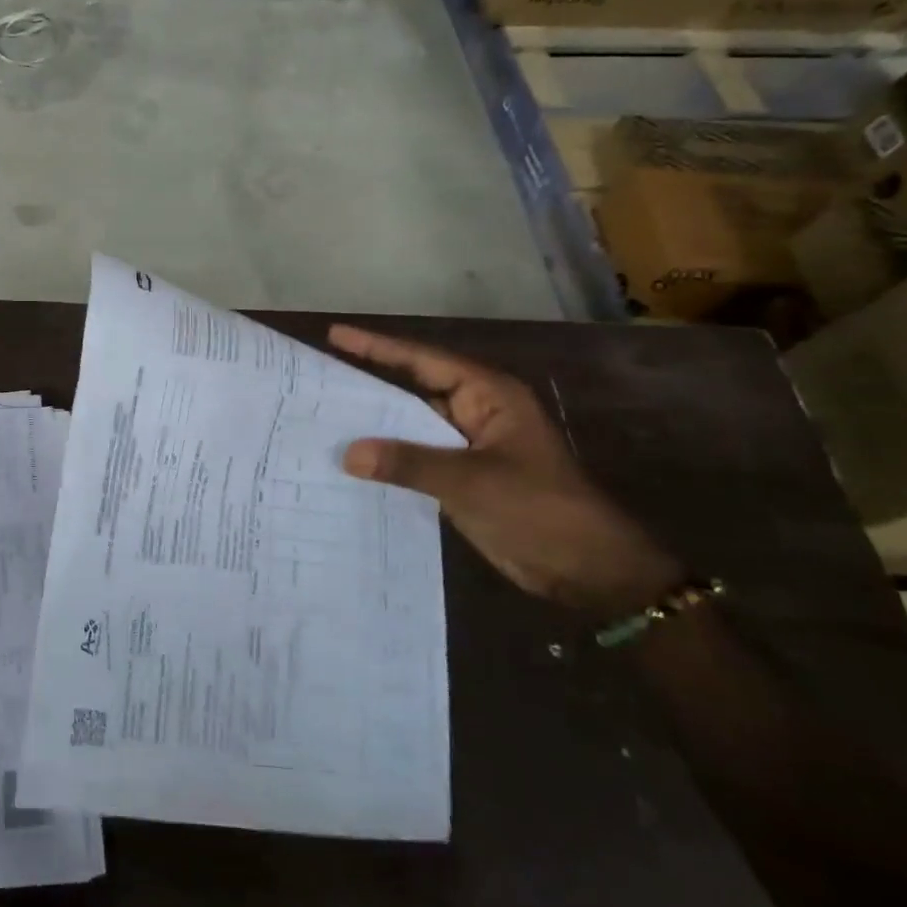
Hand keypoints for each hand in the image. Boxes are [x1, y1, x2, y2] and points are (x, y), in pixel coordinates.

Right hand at [330, 326, 682, 618]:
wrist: (588, 571)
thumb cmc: (540, 510)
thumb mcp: (471, 482)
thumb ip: (408, 463)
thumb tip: (348, 453)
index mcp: (488, 396)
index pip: (423, 362)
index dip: (377, 347)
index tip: (336, 335)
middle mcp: (475, 412)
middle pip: (413, 389)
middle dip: (369, 384)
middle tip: (318, 376)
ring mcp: (468, 446)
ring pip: (411, 426)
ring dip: (375, 426)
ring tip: (322, 417)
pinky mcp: (462, 477)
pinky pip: (416, 458)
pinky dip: (387, 459)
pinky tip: (351, 462)